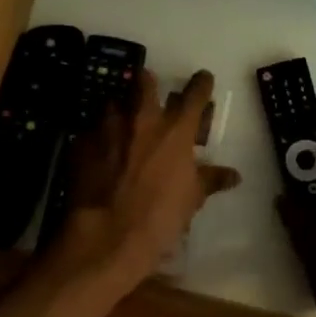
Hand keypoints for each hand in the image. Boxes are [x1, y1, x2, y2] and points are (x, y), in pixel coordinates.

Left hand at [49, 69, 239, 301]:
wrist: (106, 237)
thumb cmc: (159, 217)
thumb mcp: (191, 199)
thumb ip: (210, 180)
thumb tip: (233, 175)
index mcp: (175, 129)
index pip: (195, 92)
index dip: (201, 83)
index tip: (203, 79)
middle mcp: (142, 119)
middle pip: (145, 81)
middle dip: (149, 83)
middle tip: (151, 94)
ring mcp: (108, 128)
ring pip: (114, 103)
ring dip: (120, 111)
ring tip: (122, 127)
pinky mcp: (81, 143)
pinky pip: (91, 132)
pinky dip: (98, 139)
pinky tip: (99, 156)